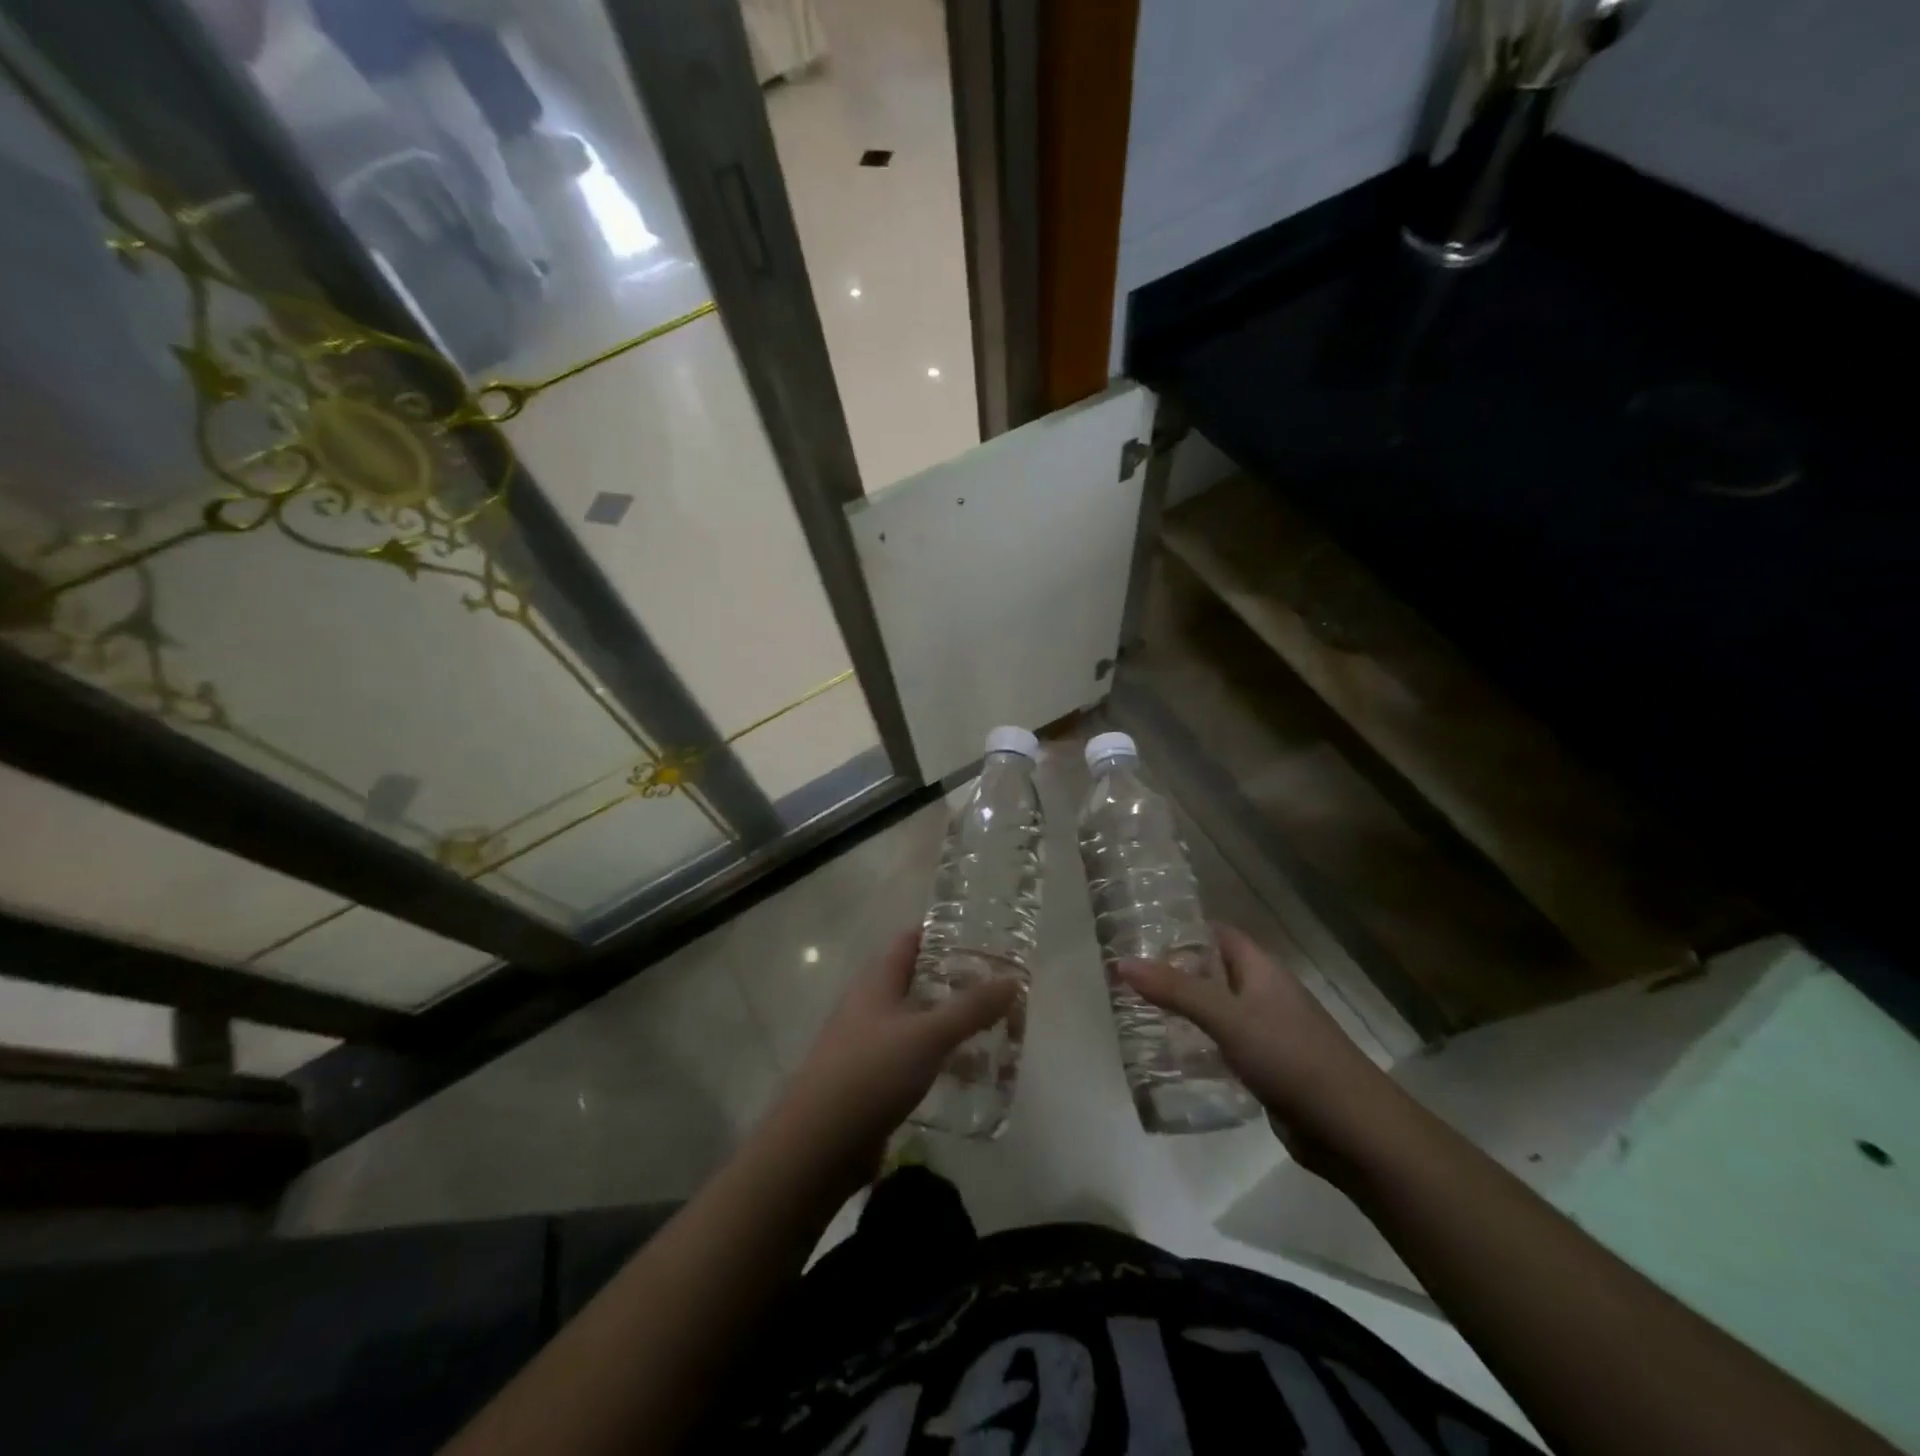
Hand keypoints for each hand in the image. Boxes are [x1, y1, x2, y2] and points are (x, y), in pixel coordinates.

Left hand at [777, 929, 1017, 1187]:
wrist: (817, 1145)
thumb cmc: (871, 1073)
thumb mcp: (928, 1035)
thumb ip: (971, 1008)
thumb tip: (1012, 979)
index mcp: (877, 981)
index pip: (910, 942)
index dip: (943, 935)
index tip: (981, 939)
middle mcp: (869, 1005)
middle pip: (916, 982)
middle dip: (955, 984)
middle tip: (998, 989)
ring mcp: (867, 1044)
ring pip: (916, 1023)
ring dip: (949, 1025)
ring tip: (994, 1032)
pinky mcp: (870, 1081)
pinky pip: (911, 1059)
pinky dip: (937, 1060)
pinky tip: (965, 1076)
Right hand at [1119, 923, 1394, 1175]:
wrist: (1352, 1128)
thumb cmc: (1290, 1057)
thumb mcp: (1227, 1017)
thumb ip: (1176, 990)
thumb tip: (1122, 962)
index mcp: (1262, 970)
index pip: (1218, 934)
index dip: (1184, 929)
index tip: (1141, 933)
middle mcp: (1265, 994)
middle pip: (1215, 971)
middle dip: (1177, 971)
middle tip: (1130, 976)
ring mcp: (1269, 1032)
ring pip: (1220, 1009)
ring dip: (1187, 1009)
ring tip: (1140, 1012)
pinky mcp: (1269, 1067)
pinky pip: (1227, 1044)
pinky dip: (1202, 1043)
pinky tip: (1174, 1054)